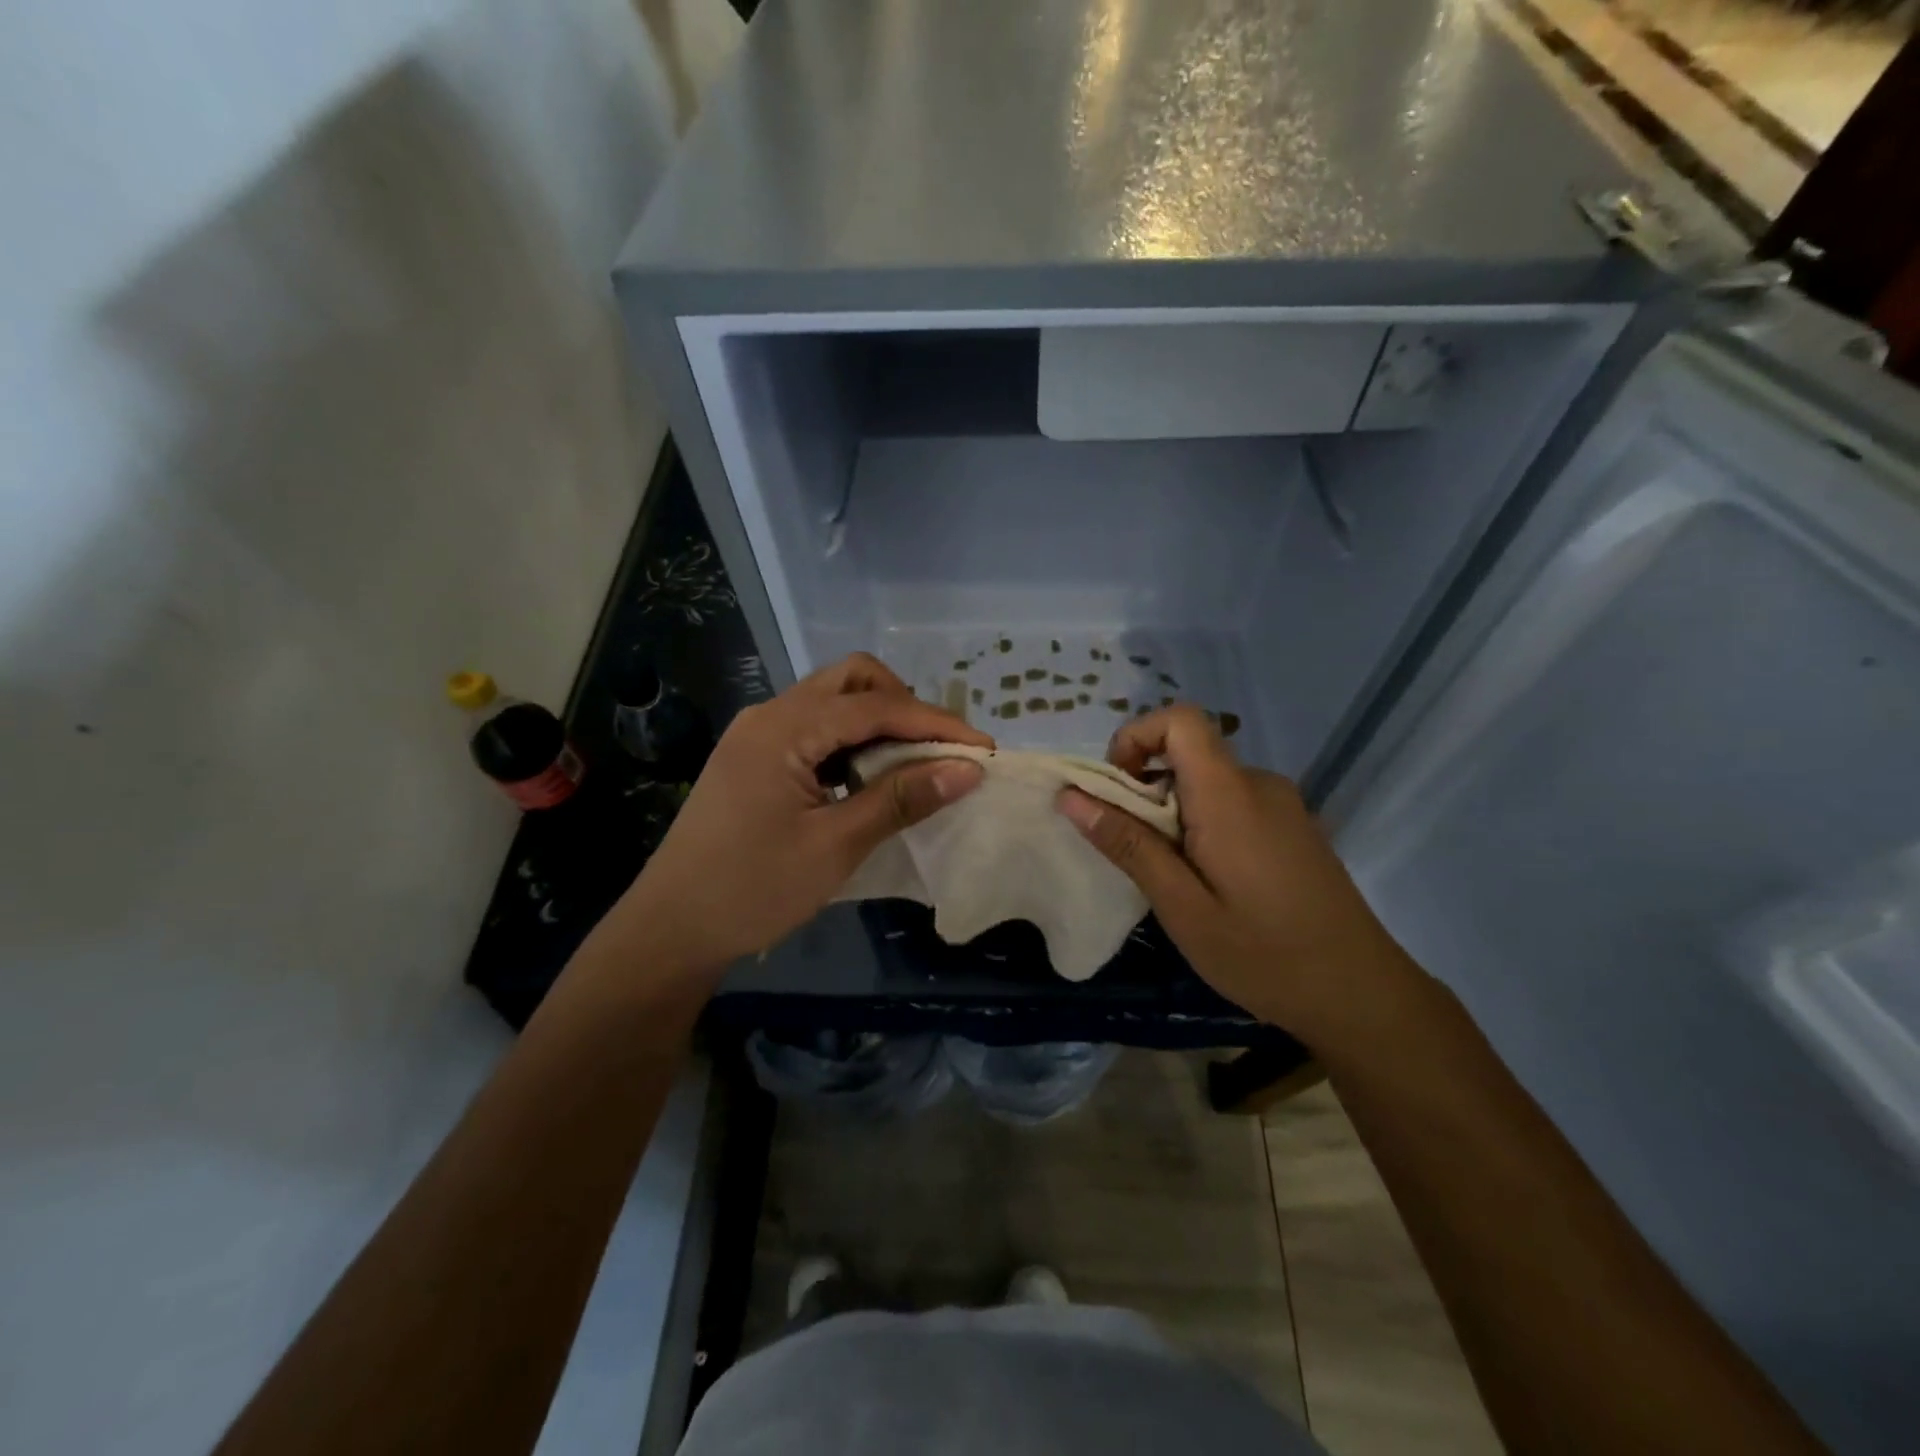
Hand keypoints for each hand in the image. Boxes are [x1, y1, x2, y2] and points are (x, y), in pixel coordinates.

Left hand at [610, 653, 990, 976]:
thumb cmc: (752, 889)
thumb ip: (901, 799)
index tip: (984, 749)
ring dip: (879, 722)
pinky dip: (852, 741)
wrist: (670, 928)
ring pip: (832, 700)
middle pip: (851, 680)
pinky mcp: (755, 757)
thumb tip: (967, 769)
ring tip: (914, 764)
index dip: (935, 724)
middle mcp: (770, 715)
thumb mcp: (835, 845)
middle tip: (940, 750)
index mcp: (784, 728)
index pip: (876, 707)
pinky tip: (870, 777)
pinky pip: (815, 728)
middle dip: (904, 706)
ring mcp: (758, 734)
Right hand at [1055, 705, 1416, 1043]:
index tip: (1113, 789)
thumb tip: (1071, 796)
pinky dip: (1202, 824)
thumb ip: (1128, 844)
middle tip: (1133, 852)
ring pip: (1208, 782)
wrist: (1362, 994)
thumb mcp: (1181, 907)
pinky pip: (1233, 803)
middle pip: (1188, 752)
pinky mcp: (1294, 827)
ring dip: (1173, 812)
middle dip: (1145, 788)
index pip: (1180, 719)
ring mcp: (1283, 805)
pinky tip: (1209, 883)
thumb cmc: (1264, 954)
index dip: (1136, 737)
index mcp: (1230, 794)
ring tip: (1171, 878)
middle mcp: (1259, 784)